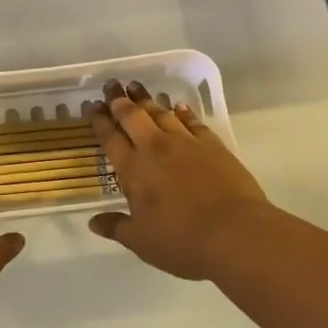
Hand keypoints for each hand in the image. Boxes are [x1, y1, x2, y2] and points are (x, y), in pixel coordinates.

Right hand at [88, 79, 274, 279]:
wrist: (235, 233)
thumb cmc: (182, 241)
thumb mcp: (142, 242)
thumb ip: (116, 227)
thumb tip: (93, 222)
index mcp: (133, 170)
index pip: (110, 138)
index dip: (99, 120)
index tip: (91, 106)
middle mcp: (155, 149)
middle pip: (132, 117)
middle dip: (119, 100)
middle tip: (111, 85)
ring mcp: (185, 143)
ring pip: (161, 113)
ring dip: (146, 99)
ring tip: (136, 87)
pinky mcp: (212, 144)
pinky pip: (192, 121)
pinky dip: (182, 111)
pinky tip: (178, 106)